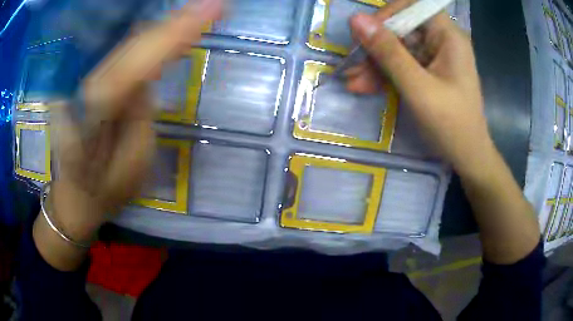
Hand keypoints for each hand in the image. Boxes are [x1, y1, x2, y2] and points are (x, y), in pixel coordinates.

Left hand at [35, 0, 222, 269]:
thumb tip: (148, 74)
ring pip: (125, 44)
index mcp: (90, 119)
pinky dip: (145, 38)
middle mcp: (81, 90)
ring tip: (197, 12)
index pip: (132, 65)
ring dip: (161, 27)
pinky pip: (119, 52)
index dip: (170, 36)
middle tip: (212, 5)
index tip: (210, 11)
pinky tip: (166, 29)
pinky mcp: (86, 81)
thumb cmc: (103, 192)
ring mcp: (80, 83)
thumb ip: (140, 115)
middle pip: (129, 46)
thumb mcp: (132, 165)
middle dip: (171, 24)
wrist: (72, 197)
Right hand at [346, 0, 490, 174]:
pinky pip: (401, 64)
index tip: (366, 35)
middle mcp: (441, 40)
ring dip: (374, 64)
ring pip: (397, 48)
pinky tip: (364, 86)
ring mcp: (434, 57)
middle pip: (401, 28)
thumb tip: (356, 19)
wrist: (467, 157)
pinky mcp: (427, 72)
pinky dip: (383, 74)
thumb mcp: (418, 88)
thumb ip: (389, 53)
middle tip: (353, 65)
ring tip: (353, 82)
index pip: (412, 6)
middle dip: (375, 47)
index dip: (387, 15)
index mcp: (447, 36)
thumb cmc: (451, 125)